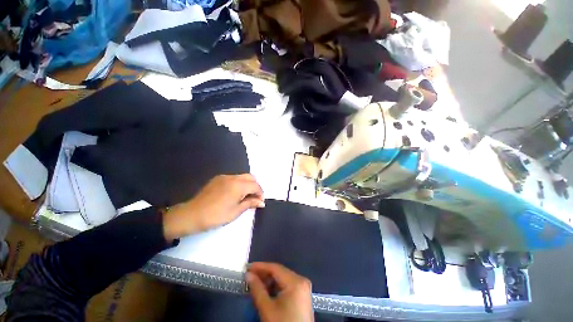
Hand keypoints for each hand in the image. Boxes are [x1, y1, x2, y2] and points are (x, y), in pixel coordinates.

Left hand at [163, 174, 264, 240]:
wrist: (191, 215)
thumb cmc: (216, 216)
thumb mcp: (235, 211)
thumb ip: (250, 203)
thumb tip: (261, 202)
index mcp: (238, 185)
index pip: (255, 185)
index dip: (260, 193)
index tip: (260, 202)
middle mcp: (233, 177)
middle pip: (250, 177)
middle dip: (255, 187)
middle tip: (254, 198)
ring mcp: (224, 177)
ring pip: (242, 176)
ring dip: (247, 184)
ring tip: (245, 197)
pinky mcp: (218, 179)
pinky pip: (233, 178)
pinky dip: (239, 183)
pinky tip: (234, 194)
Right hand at [247, 262, 313, 321]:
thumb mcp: (267, 309)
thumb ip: (257, 290)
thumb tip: (248, 275)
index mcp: (296, 281)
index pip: (275, 268)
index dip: (260, 266)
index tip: (247, 267)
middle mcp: (301, 280)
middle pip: (280, 272)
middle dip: (264, 274)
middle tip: (249, 276)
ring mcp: (303, 287)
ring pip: (283, 278)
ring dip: (269, 281)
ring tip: (255, 283)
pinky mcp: (302, 295)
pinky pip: (287, 285)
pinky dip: (276, 287)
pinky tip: (266, 290)